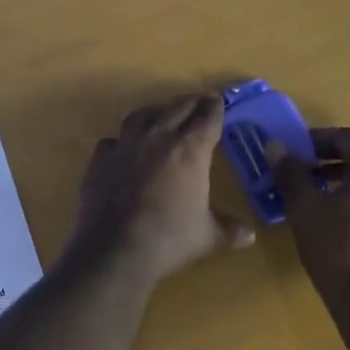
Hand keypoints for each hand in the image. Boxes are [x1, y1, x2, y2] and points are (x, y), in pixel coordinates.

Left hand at [67, 94, 253, 282]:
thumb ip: (228, 230)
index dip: (214, 107)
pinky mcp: (101, 158)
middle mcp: (158, 138)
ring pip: (141, 115)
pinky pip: (113, 140)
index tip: (217, 101)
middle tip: (197, 102)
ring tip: (161, 116)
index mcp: (190, 150)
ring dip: (155, 112)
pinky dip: (121, 141)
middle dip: (190, 103)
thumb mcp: (207, 237)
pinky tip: (123, 150)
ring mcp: (126, 145)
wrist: (116, 248)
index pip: (207, 118)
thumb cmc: (169, 240)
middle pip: (177, 108)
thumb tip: (249, 235)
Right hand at [273, 128, 349, 307]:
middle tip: (316, 163)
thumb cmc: (339, 251)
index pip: (349, 137)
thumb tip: (276, 146)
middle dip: (344, 151)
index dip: (319, 138)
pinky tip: (346, 221)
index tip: (297, 151)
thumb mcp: (304, 209)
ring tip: (327, 193)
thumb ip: (290, 173)